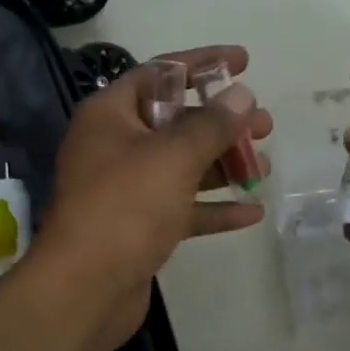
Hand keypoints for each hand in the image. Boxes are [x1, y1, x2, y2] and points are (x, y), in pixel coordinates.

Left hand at [38, 45, 272, 350]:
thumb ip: (212, 123)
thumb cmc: (125, 207)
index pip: (160, 73)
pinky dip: (213, 208)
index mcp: (111, 115)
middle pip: (176, 122)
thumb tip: (241, 94)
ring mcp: (126, 190)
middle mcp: (115, 147)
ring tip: (265, 166)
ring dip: (223, 165)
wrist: (85, 289)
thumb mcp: (173, 157)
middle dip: (222, 123)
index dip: (203, 63)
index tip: (244, 61)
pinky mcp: (138, 228)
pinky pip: (182, 209)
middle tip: (265, 124)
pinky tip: (252, 213)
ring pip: (182, 167)